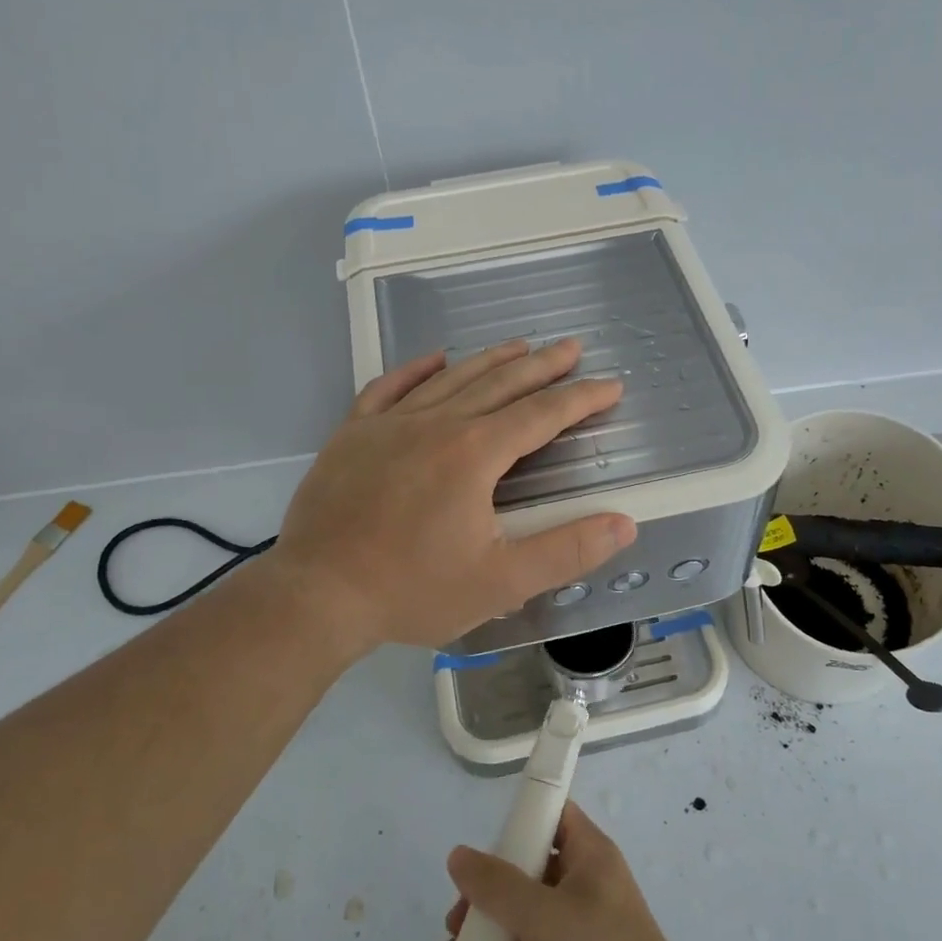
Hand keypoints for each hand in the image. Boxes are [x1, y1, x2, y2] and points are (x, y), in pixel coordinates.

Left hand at [271, 339, 635, 651]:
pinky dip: (416, 369)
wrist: (317, 595)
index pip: (541, 415)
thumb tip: (624, 524)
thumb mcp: (501, 582)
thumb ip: (566, 551)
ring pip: (450, 379)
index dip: (580, 398)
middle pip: (500, 384)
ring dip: (490, 360)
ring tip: (520, 345)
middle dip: (542, 366)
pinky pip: (389, 387)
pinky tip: (434, 358)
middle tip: (571, 347)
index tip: (610, 385)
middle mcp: (436, 425)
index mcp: (474, 454)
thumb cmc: (413, 591)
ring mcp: (389, 424)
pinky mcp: (353, 434)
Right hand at [430, 803, 697, 940]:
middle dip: (487, 893)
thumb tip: (458, 856)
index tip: (482, 841)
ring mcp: (578, 935)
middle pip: (528, 873)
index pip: (554, 817)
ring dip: (486, 937)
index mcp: (589, 856)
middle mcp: (584, 888)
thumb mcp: (543, 914)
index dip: (520, 820)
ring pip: (523, 923)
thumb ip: (497, 885)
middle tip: (456, 917)